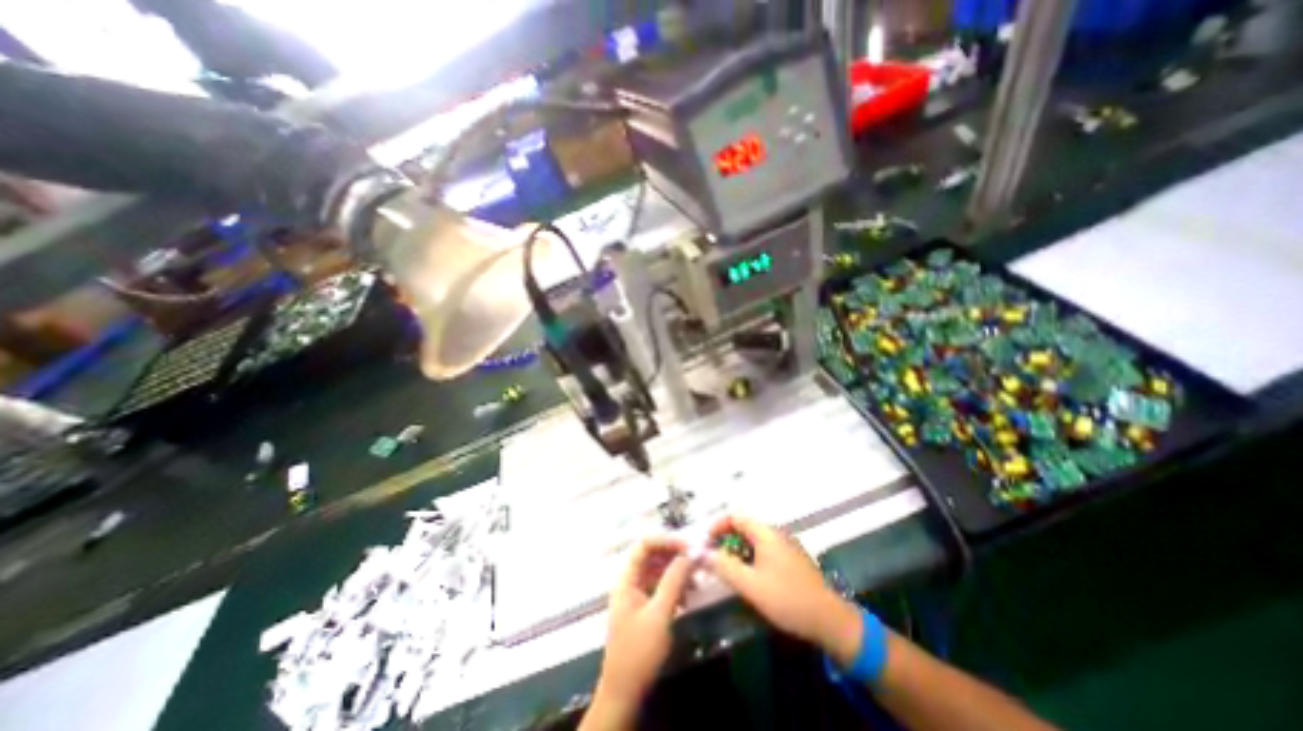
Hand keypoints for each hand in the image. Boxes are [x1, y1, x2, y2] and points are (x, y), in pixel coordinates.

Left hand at [591, 535, 691, 724]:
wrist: (623, 694)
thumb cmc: (639, 652)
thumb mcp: (659, 615)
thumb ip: (674, 581)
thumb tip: (689, 554)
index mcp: (627, 578)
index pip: (644, 544)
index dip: (666, 540)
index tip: (689, 547)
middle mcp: (630, 581)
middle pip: (652, 555)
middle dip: (674, 555)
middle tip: (696, 561)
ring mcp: (636, 594)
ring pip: (657, 570)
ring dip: (676, 571)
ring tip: (695, 581)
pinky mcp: (644, 607)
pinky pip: (660, 586)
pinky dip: (674, 587)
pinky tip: (687, 597)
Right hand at [703, 518, 861, 663]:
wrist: (830, 620)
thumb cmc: (787, 599)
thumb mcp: (750, 585)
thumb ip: (724, 566)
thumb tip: (701, 552)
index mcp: (766, 532)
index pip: (734, 516)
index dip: (716, 526)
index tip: (705, 544)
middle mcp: (776, 532)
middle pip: (744, 527)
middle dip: (726, 540)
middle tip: (714, 561)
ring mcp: (786, 545)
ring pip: (754, 540)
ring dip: (738, 550)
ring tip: (729, 571)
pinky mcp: (792, 558)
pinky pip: (765, 550)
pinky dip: (751, 557)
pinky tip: (751, 578)